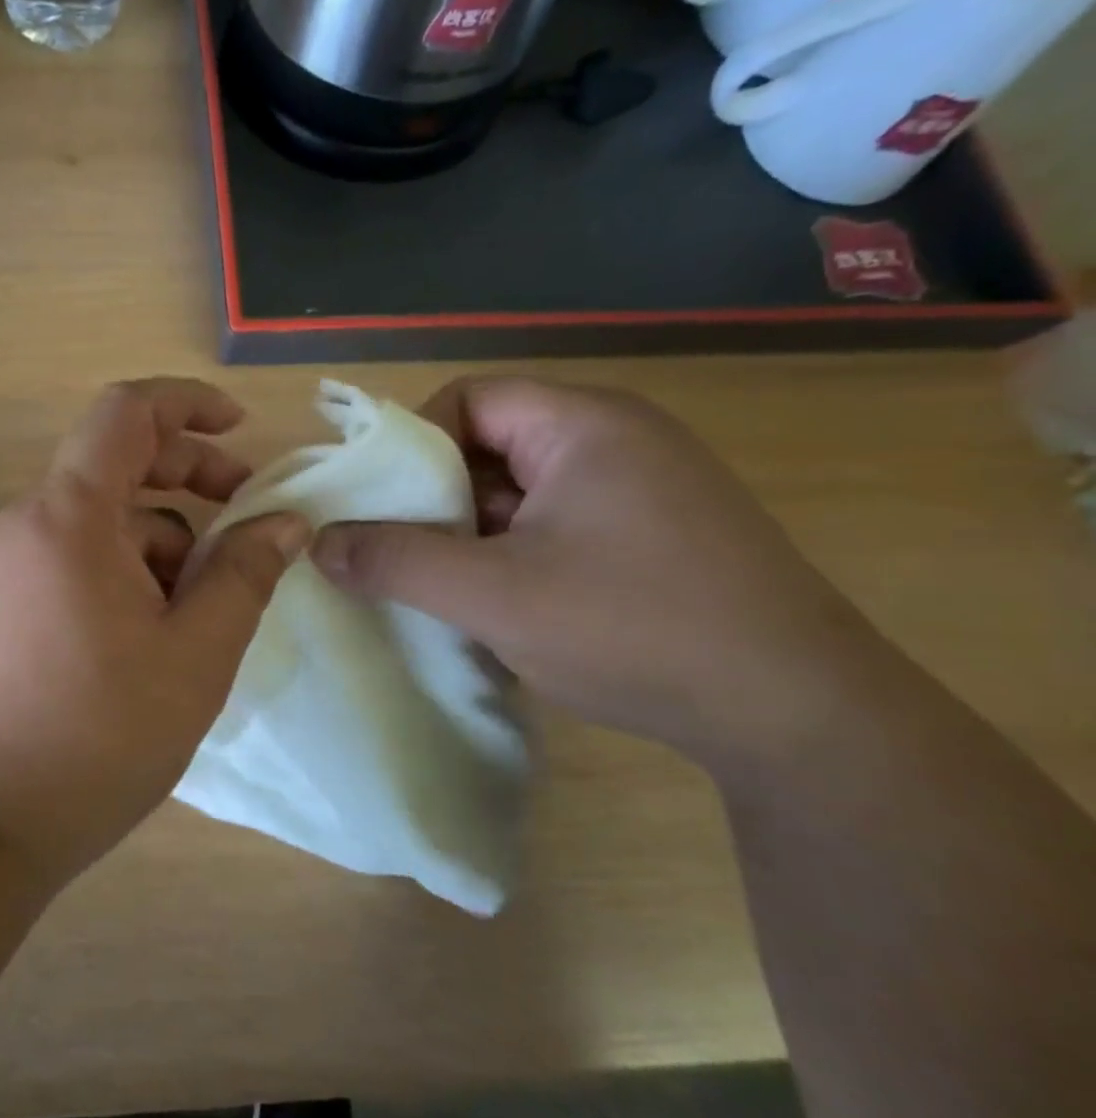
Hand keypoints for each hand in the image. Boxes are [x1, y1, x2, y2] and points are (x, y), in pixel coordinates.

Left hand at [0, 379, 310, 890]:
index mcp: (68, 517)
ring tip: (201, 610)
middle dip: (187, 477)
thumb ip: (244, 574)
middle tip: (246, 515)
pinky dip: (122, 570)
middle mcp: (25, 522)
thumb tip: (285, 521)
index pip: (125, 413)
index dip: (187, 403)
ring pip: (98, 521)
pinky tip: (153, 633)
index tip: (239, 428)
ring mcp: (4, 563)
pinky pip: (71, 557)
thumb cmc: (95, 736)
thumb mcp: (195, 655)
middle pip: (114, 464)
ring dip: (159, 542)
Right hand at [310, 378, 898, 774]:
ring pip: (522, 490)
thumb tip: (319, 545)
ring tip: (444, 587)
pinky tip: (501, 606)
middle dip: (438, 497)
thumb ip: (396, 561)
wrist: (799, 718)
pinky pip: (557, 522)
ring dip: (474, 532)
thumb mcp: (492, 595)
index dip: (413, 444)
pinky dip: (515, 553)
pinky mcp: (656, 535)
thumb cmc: (633, 629)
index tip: (382, 505)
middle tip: (404, 553)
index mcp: (584, 424)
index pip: (469, 398)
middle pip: (492, 443)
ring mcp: (644, 489)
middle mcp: (618, 439)